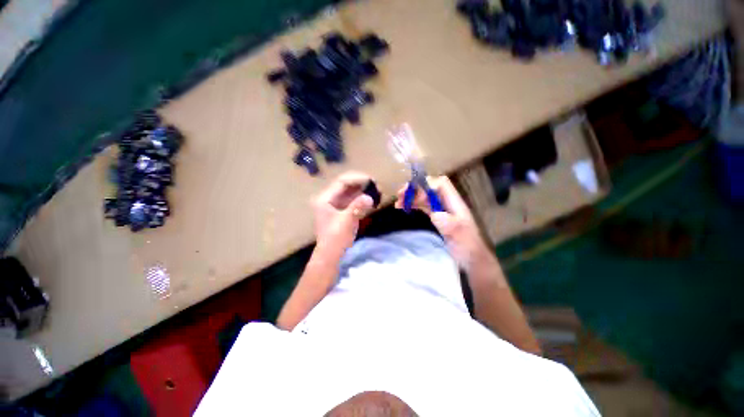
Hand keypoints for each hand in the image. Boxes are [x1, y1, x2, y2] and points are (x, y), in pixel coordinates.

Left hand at [312, 172, 374, 253]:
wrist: (331, 254)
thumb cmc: (336, 237)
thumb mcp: (347, 220)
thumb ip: (358, 206)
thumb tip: (370, 197)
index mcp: (325, 198)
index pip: (341, 182)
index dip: (356, 178)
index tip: (370, 180)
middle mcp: (328, 198)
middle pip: (345, 185)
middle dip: (360, 183)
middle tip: (374, 184)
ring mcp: (333, 204)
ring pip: (348, 192)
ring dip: (361, 190)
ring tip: (375, 189)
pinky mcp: (339, 211)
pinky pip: (350, 200)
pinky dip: (360, 198)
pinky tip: (369, 197)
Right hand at [395, 176, 490, 270]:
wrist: (470, 258)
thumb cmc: (467, 246)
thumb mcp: (460, 236)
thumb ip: (449, 224)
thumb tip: (435, 214)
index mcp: (455, 203)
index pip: (441, 184)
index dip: (426, 185)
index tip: (413, 196)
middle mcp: (447, 203)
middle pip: (430, 188)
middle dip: (415, 189)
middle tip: (400, 195)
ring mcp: (441, 209)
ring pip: (424, 196)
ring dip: (411, 197)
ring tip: (398, 203)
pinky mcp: (437, 217)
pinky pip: (423, 206)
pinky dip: (413, 204)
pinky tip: (404, 208)